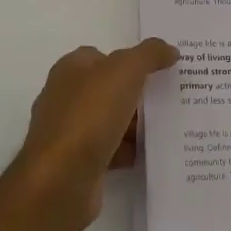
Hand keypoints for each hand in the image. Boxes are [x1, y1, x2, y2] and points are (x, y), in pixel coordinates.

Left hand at [13, 38, 177, 230]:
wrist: (61, 180)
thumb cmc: (90, 115)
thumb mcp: (126, 70)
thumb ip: (150, 54)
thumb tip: (169, 50)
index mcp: (70, 70)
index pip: (103, 56)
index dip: (130, 60)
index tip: (160, 69)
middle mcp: (65, 98)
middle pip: (108, 89)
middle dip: (137, 94)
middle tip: (169, 97)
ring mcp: (68, 133)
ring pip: (110, 121)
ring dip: (135, 126)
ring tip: (166, 127)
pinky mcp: (75, 164)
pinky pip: (109, 151)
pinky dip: (128, 152)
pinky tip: (149, 154)